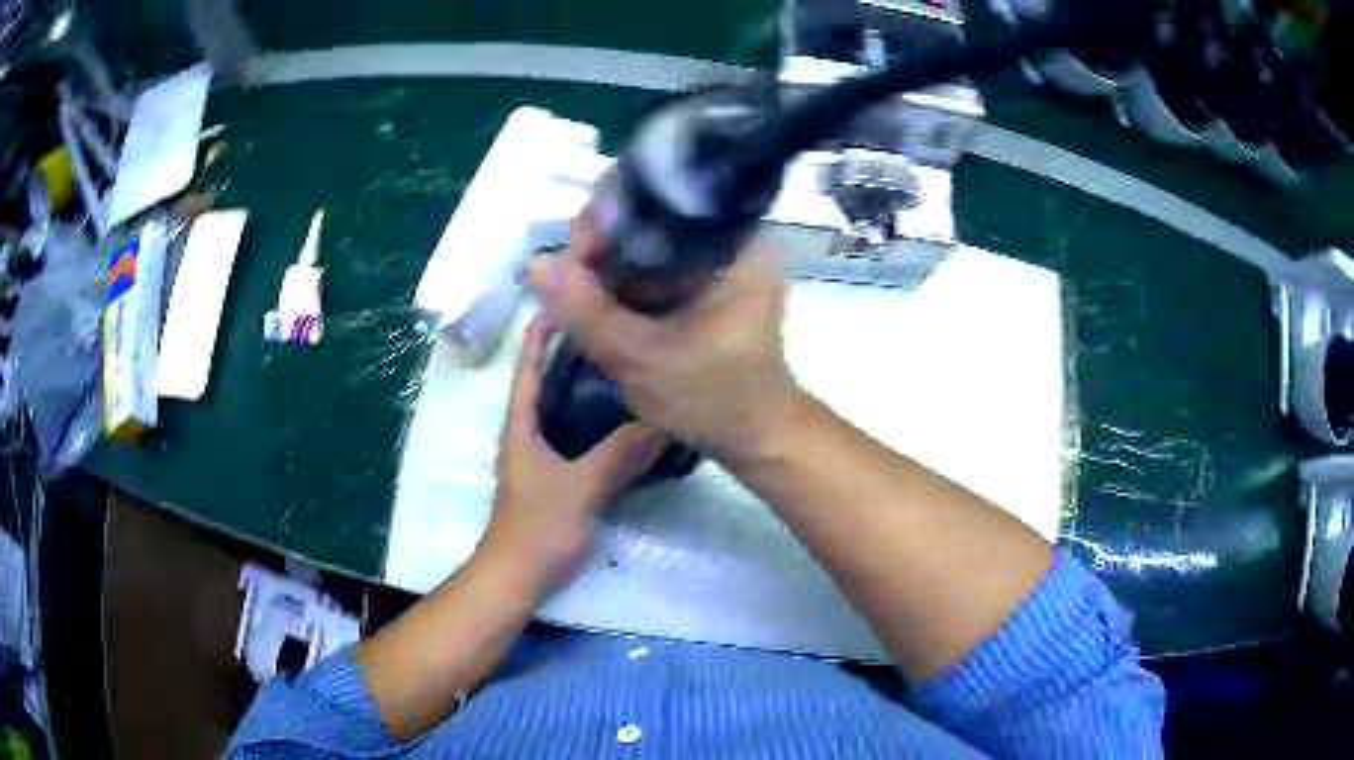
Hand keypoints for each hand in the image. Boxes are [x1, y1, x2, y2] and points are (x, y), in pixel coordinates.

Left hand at [482, 316, 665, 592]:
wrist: (516, 577)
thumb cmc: (536, 530)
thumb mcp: (579, 490)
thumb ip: (616, 457)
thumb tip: (660, 424)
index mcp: (520, 425)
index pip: (529, 367)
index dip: (543, 332)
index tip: (569, 298)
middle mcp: (526, 432)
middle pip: (546, 380)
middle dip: (571, 350)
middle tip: (611, 325)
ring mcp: (539, 455)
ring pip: (561, 407)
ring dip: (584, 383)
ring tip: (622, 360)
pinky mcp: (554, 476)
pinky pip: (575, 433)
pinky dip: (593, 416)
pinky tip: (623, 415)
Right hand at [526, 205, 804, 463]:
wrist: (755, 436)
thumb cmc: (714, 400)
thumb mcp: (643, 359)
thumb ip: (587, 312)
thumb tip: (536, 265)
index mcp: (739, 243)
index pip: (662, 198)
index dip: (609, 218)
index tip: (578, 259)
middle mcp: (733, 237)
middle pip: (650, 215)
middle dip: (602, 245)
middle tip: (571, 284)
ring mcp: (720, 258)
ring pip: (646, 241)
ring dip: (608, 265)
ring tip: (579, 294)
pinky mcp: (706, 279)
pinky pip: (654, 264)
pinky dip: (623, 280)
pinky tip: (599, 299)